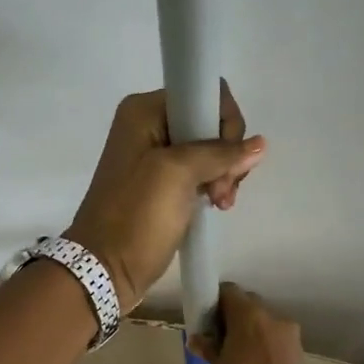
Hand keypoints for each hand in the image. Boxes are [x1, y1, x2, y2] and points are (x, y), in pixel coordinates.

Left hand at [63, 83, 264, 312]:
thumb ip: (218, 153)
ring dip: (224, 175)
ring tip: (221, 203)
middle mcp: (149, 127)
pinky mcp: (163, 186)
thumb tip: (259, 145)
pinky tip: (217, 206)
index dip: (224, 122)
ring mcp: (155, 158)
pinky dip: (214, 187)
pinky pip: (200, 174)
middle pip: (209, 123)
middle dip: (227, 155)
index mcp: (144, 111)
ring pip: (210, 151)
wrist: (104, 269)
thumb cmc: (136, 216)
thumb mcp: (176, 174)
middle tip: (222, 190)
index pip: (203, 94)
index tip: (226, 159)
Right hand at [191, 283, 306, 363]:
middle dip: (235, 319)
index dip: (215, 303)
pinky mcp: (301, 358)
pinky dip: (266, 350)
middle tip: (219, 342)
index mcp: (250, 317)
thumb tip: (200, 339)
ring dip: (252, 336)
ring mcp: (292, 339)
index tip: (206, 322)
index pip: (230, 292)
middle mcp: (275, 320)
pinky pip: (278, 345)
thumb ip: (210, 351)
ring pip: (267, 326)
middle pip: (251, 306)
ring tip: (237, 361)